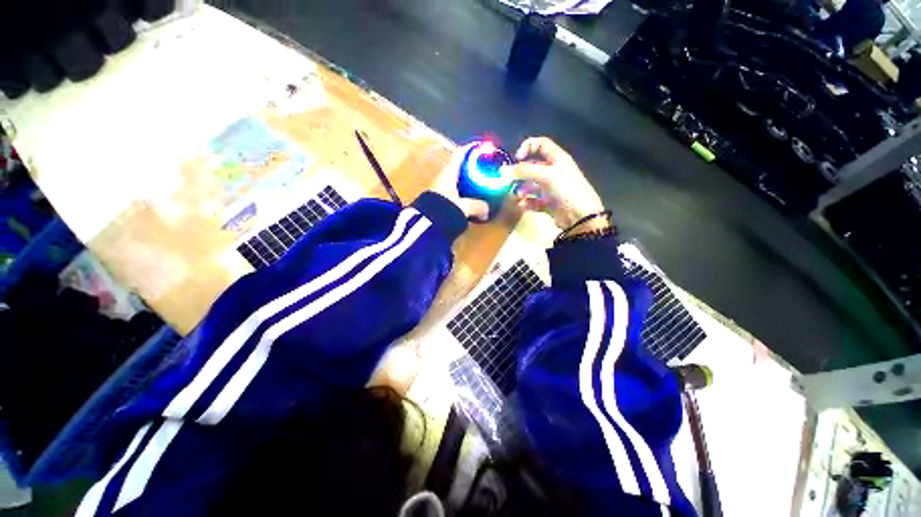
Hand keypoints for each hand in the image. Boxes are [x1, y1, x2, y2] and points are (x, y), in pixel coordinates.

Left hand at [430, 143, 489, 220]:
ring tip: (478, 184)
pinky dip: (461, 192)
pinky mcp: (437, 199)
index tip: (481, 146)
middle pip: (458, 166)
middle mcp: (443, 177)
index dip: (470, 148)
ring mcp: (439, 188)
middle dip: (470, 166)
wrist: (424, 224)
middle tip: (483, 167)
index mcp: (449, 173)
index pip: (460, 154)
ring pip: (455, 180)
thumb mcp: (464, 207)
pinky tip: (468, 199)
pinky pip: (453, 191)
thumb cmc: (444, 209)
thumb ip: (477, 207)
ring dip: (465, 180)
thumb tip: (486, 212)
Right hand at [505, 137, 605, 229]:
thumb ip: (526, 170)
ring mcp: (551, 188)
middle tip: (509, 182)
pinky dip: (527, 203)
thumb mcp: (546, 175)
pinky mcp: (549, 203)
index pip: (541, 144)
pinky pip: (533, 200)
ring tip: (517, 197)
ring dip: (522, 190)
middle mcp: (553, 171)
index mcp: (557, 159)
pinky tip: (522, 206)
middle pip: (532, 167)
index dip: (528, 147)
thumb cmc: (565, 189)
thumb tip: (508, 170)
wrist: (579, 215)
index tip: (516, 159)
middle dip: (520, 174)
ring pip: (531, 185)